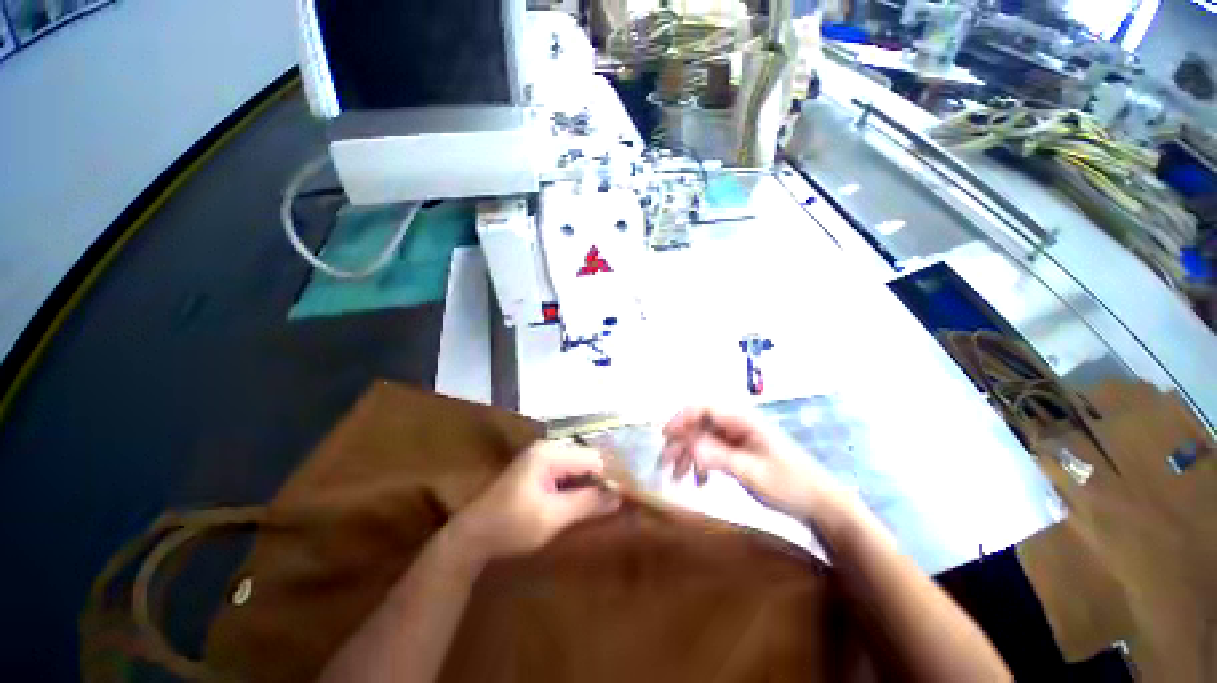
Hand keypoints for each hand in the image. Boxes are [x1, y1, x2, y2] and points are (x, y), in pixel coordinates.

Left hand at [450, 441, 620, 563]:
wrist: (471, 538)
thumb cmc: (511, 526)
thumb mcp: (553, 517)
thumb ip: (588, 503)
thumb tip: (620, 496)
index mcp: (549, 452)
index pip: (592, 459)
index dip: (608, 478)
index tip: (622, 501)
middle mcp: (547, 448)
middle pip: (586, 460)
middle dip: (599, 481)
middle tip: (613, 506)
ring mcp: (541, 458)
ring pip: (577, 467)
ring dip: (589, 485)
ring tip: (602, 507)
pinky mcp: (538, 470)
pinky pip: (566, 474)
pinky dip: (576, 488)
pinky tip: (582, 504)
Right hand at [661, 405, 849, 521]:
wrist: (820, 504)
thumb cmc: (790, 485)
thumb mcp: (753, 472)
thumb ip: (719, 457)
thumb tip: (688, 446)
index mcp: (742, 419)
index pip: (703, 408)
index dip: (681, 418)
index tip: (665, 436)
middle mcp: (737, 423)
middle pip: (699, 423)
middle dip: (680, 442)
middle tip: (665, 464)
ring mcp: (737, 437)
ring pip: (702, 438)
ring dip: (687, 455)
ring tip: (676, 477)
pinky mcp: (738, 451)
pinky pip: (711, 450)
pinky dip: (701, 464)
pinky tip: (699, 482)